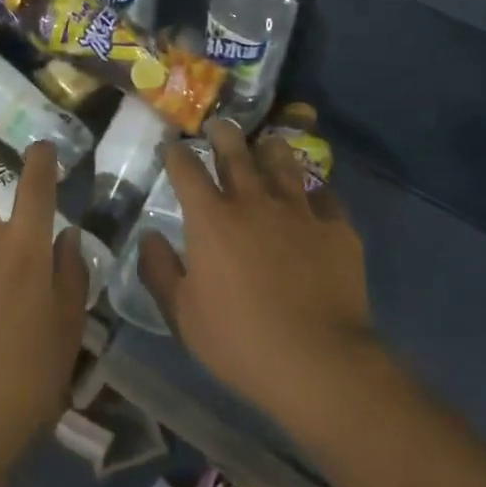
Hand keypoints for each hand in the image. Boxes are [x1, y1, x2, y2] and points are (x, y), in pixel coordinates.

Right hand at [138, 119, 381, 427]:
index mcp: (211, 220)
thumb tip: (148, 237)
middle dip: (224, 133)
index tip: (173, 144)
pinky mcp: (336, 229)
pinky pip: (325, 197)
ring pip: (283, 163)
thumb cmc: (238, 340)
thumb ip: (159, 270)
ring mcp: (299, 212)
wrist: (318, 362)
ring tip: (267, 143)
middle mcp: (254, 202)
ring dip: (271, 149)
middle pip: (236, 153)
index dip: (176, 153)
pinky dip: (315, 191)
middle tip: (219, 125)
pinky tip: (314, 195)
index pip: (186, 170)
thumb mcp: (182, 314)